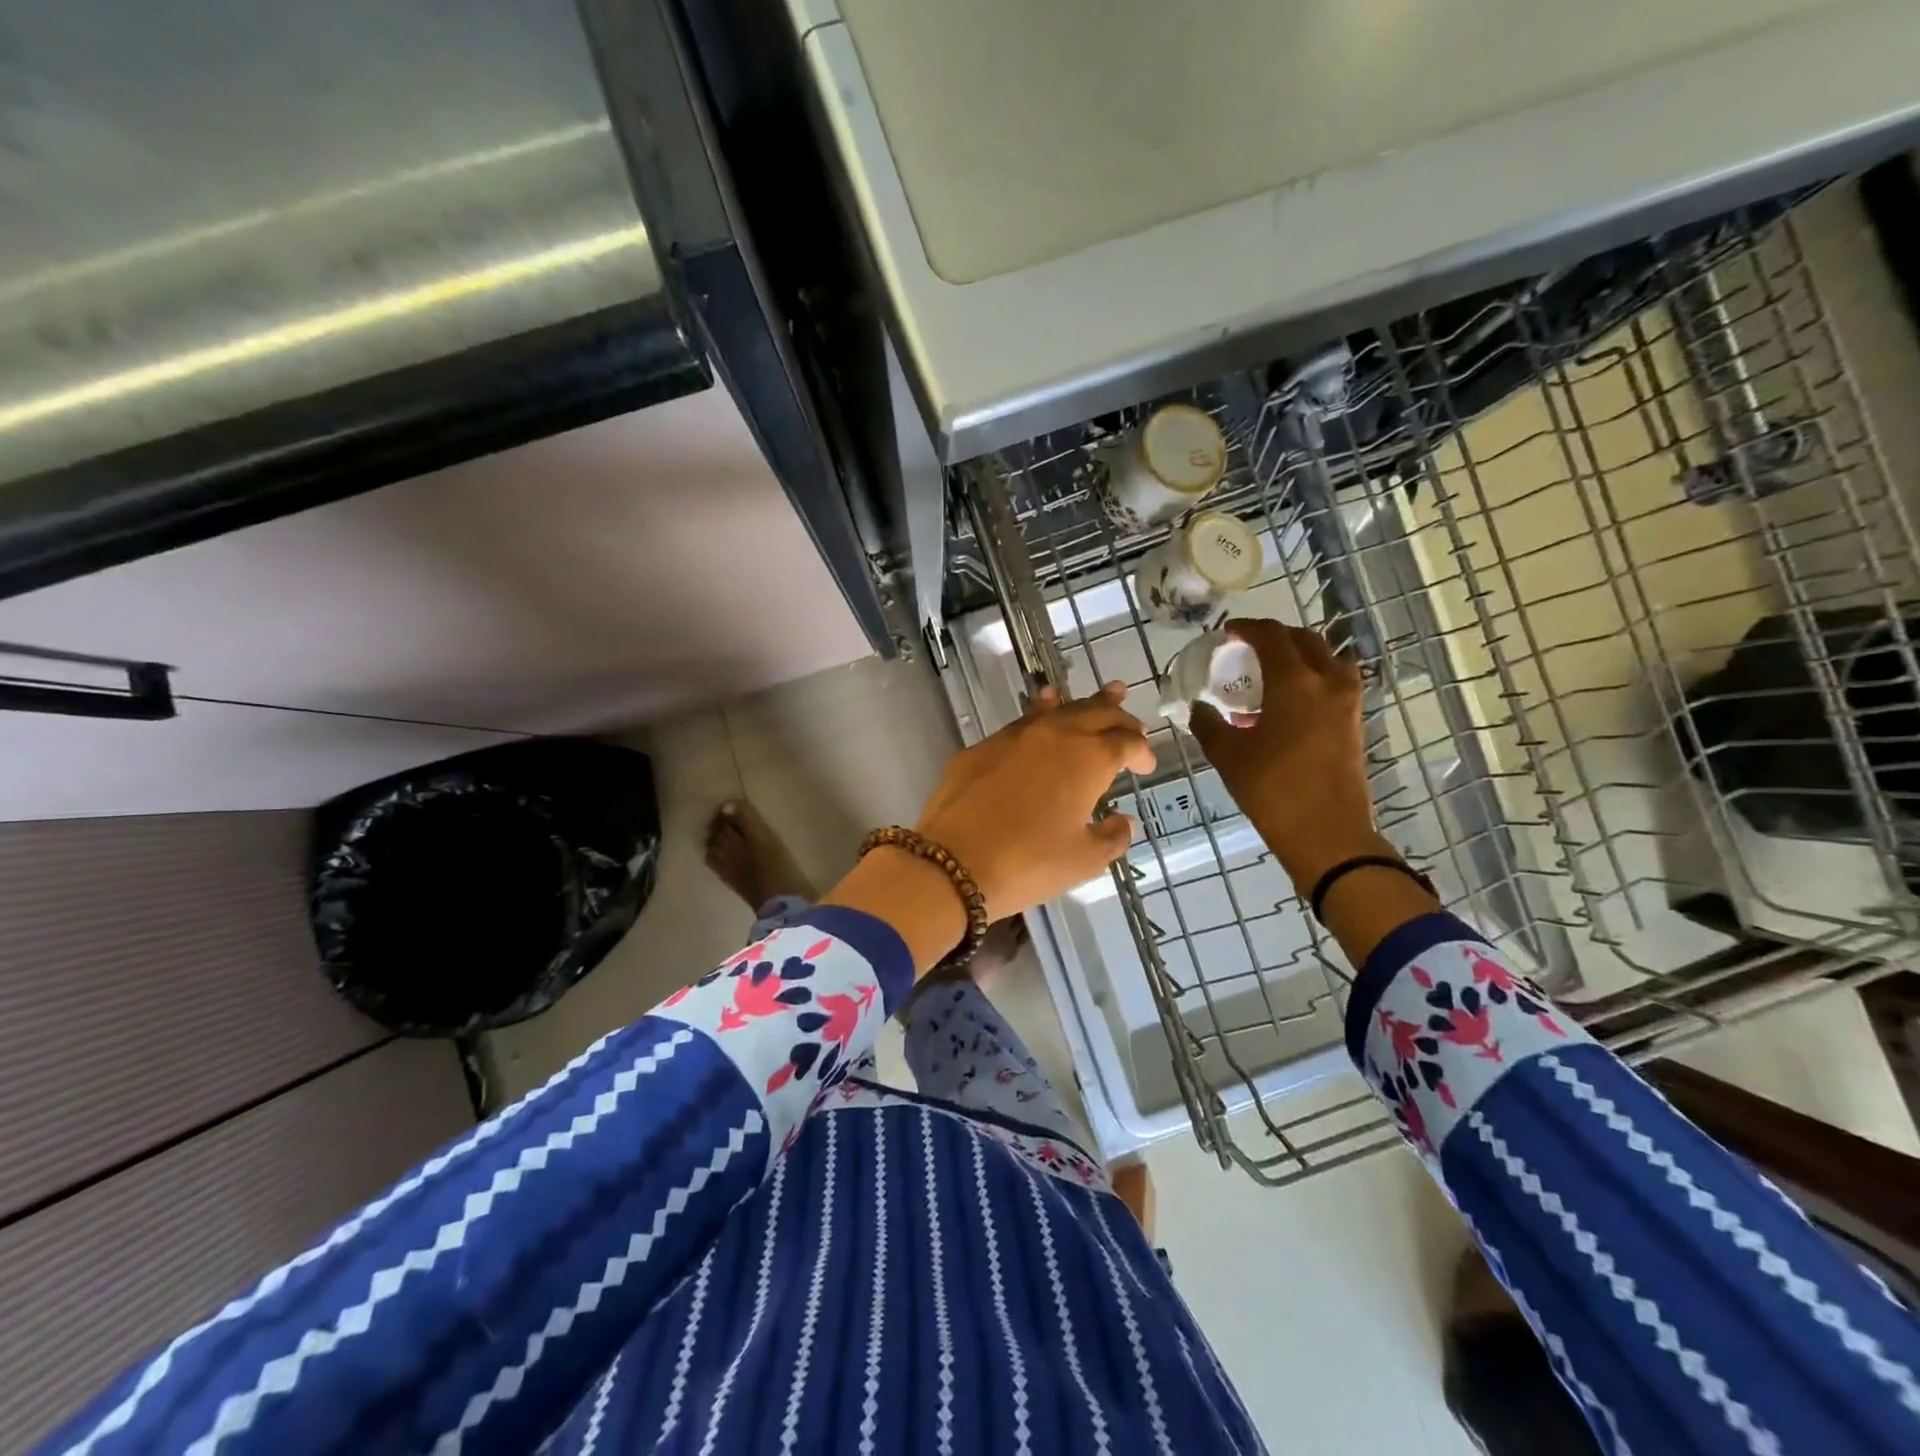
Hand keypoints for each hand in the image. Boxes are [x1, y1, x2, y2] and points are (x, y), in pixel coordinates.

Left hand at [915, 681, 1154, 919]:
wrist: (953, 862)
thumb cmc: (1028, 863)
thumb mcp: (1083, 860)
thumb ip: (1111, 838)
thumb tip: (1122, 822)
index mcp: (1088, 759)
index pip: (1126, 743)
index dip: (1142, 751)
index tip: (1147, 765)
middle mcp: (1055, 735)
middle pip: (1095, 713)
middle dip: (1119, 716)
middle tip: (1133, 723)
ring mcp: (1015, 736)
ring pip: (1059, 709)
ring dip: (1085, 703)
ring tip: (1106, 692)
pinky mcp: (983, 746)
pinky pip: (1022, 720)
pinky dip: (1042, 711)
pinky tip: (1043, 707)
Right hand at [1189, 619, 1383, 889]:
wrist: (1327, 834)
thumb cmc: (1272, 790)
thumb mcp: (1228, 755)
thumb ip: (1209, 723)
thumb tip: (1199, 707)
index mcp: (1295, 682)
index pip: (1272, 636)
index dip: (1248, 629)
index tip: (1228, 633)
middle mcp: (1328, 681)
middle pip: (1305, 639)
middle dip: (1276, 637)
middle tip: (1248, 648)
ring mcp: (1348, 701)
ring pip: (1326, 657)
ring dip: (1299, 654)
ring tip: (1272, 671)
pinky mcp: (1354, 721)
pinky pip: (1335, 681)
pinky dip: (1313, 676)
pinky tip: (1289, 701)